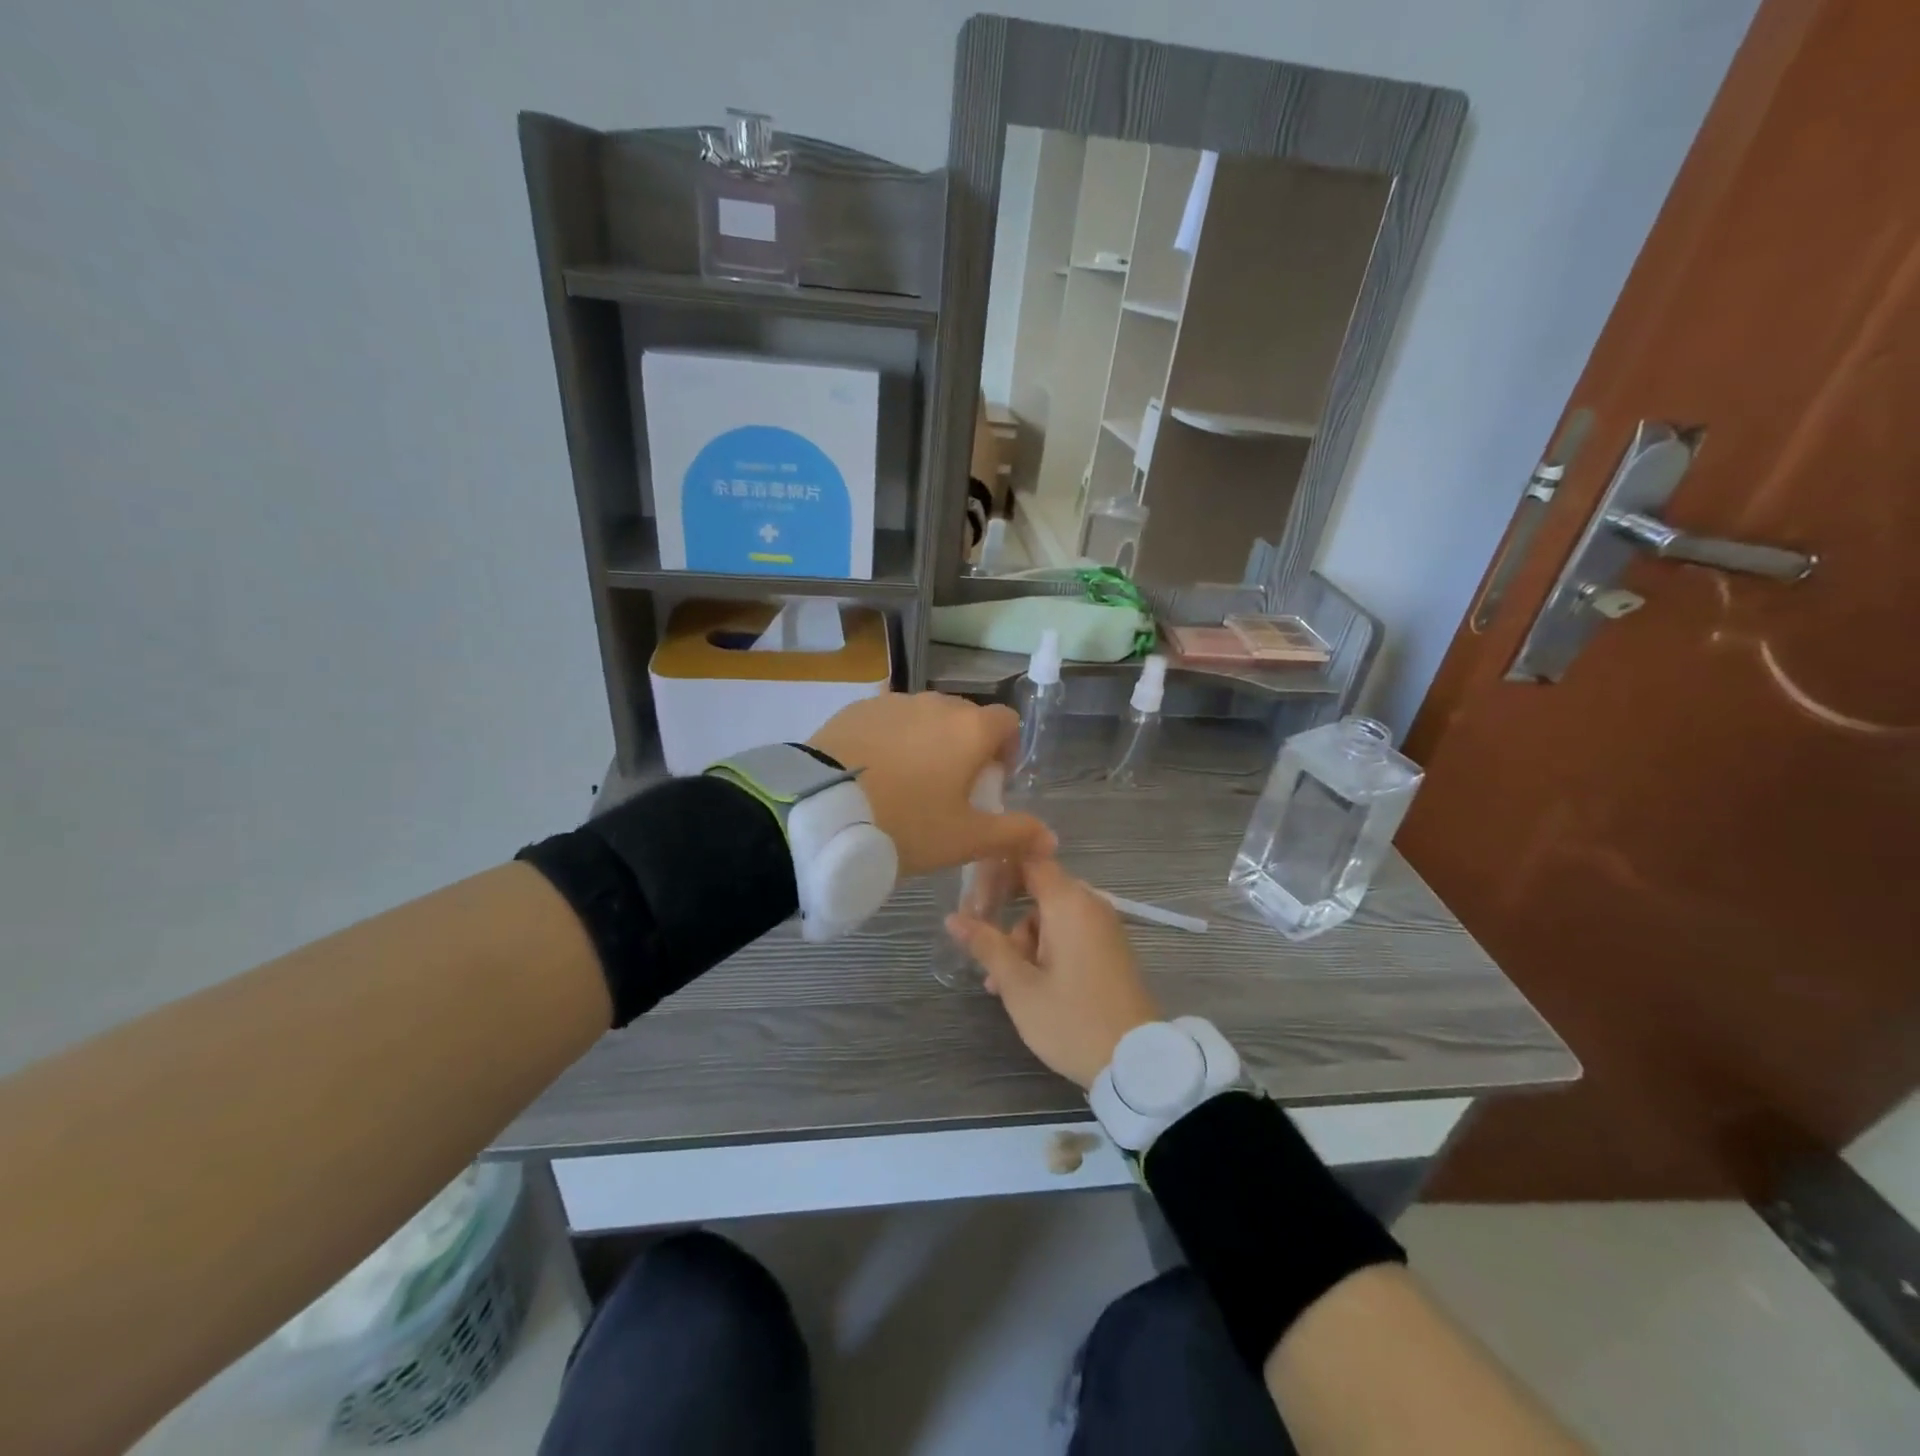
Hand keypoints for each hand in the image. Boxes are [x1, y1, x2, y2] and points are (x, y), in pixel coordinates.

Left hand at [809, 692, 1054, 878]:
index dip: (1006, 750)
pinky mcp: (857, 708)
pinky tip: (874, 770)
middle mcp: (936, 704)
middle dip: (966, 746)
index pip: (1007, 722)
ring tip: (907, 780)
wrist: (823, 812)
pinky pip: (888, 718)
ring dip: (928, 740)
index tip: (990, 782)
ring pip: (925, 717)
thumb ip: (1013, 834)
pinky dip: (891, 737)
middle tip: (948, 788)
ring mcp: (894, 702)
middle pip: (965, 717)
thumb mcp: (964, 839)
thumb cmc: (907, 825)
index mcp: (970, 729)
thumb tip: (1052, 839)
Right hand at [946, 858, 1160, 1087]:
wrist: (1137, 1063)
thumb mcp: (1019, 987)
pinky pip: (1070, 934)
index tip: (972, 896)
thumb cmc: (1071, 1020)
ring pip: (1051, 917)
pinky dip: (1046, 949)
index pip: (1029, 859)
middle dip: (1006, 916)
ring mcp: (1104, 927)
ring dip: (1023, 941)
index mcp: (1069, 903)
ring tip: (1001, 984)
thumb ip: (987, 946)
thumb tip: (953, 918)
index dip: (998, 870)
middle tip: (982, 950)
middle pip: (1038, 890)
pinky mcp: (1110, 949)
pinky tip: (1027, 985)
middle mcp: (1090, 905)